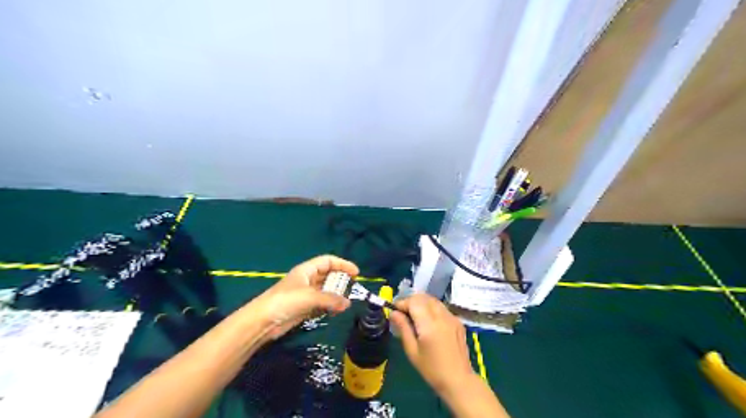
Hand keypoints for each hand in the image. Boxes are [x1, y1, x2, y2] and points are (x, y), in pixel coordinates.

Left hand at [247, 255, 359, 339]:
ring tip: (347, 301)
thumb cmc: (285, 301)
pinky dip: (330, 306)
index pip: (328, 261)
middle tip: (353, 288)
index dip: (342, 264)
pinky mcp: (304, 307)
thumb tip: (348, 303)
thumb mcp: (310, 297)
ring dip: (336, 295)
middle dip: (341, 280)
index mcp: (307, 270)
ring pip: (326, 290)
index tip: (356, 273)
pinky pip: (322, 303)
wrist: (263, 321)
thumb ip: (330, 299)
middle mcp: (307, 279)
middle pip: (328, 275)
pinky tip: (337, 311)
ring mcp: (306, 294)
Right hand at [388, 295, 474, 394]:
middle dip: (412, 301)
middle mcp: (442, 316)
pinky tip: (429, 322)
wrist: (459, 380)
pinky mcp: (458, 321)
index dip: (402, 303)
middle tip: (404, 313)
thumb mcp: (412, 351)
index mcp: (429, 324)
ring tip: (415, 316)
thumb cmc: (431, 369)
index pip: (414, 301)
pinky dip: (432, 308)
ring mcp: (452, 317)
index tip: (395, 311)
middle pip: (424, 297)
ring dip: (422, 303)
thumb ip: (403, 328)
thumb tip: (393, 313)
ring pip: (433, 300)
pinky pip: (442, 307)